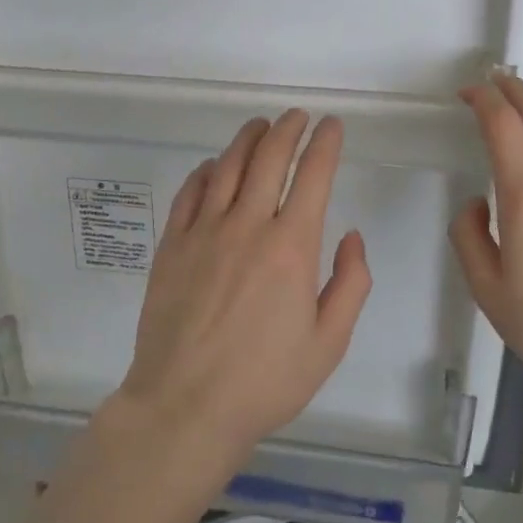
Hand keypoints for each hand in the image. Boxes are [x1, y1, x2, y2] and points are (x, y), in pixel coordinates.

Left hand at [116, 110, 371, 460]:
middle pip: (268, 159)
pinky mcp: (171, 247)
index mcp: (291, 247)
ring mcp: (203, 233)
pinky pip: (189, 194)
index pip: (312, 176)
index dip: (324, 144)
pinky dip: (204, 172)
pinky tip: (212, 167)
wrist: (185, 406)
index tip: (331, 126)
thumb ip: (350, 284)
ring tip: (260, 126)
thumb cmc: (265, 381)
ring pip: (226, 167)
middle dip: (287, 130)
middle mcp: (247, 226)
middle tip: (297, 116)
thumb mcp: (328, 343)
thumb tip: (351, 236)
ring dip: (247, 140)